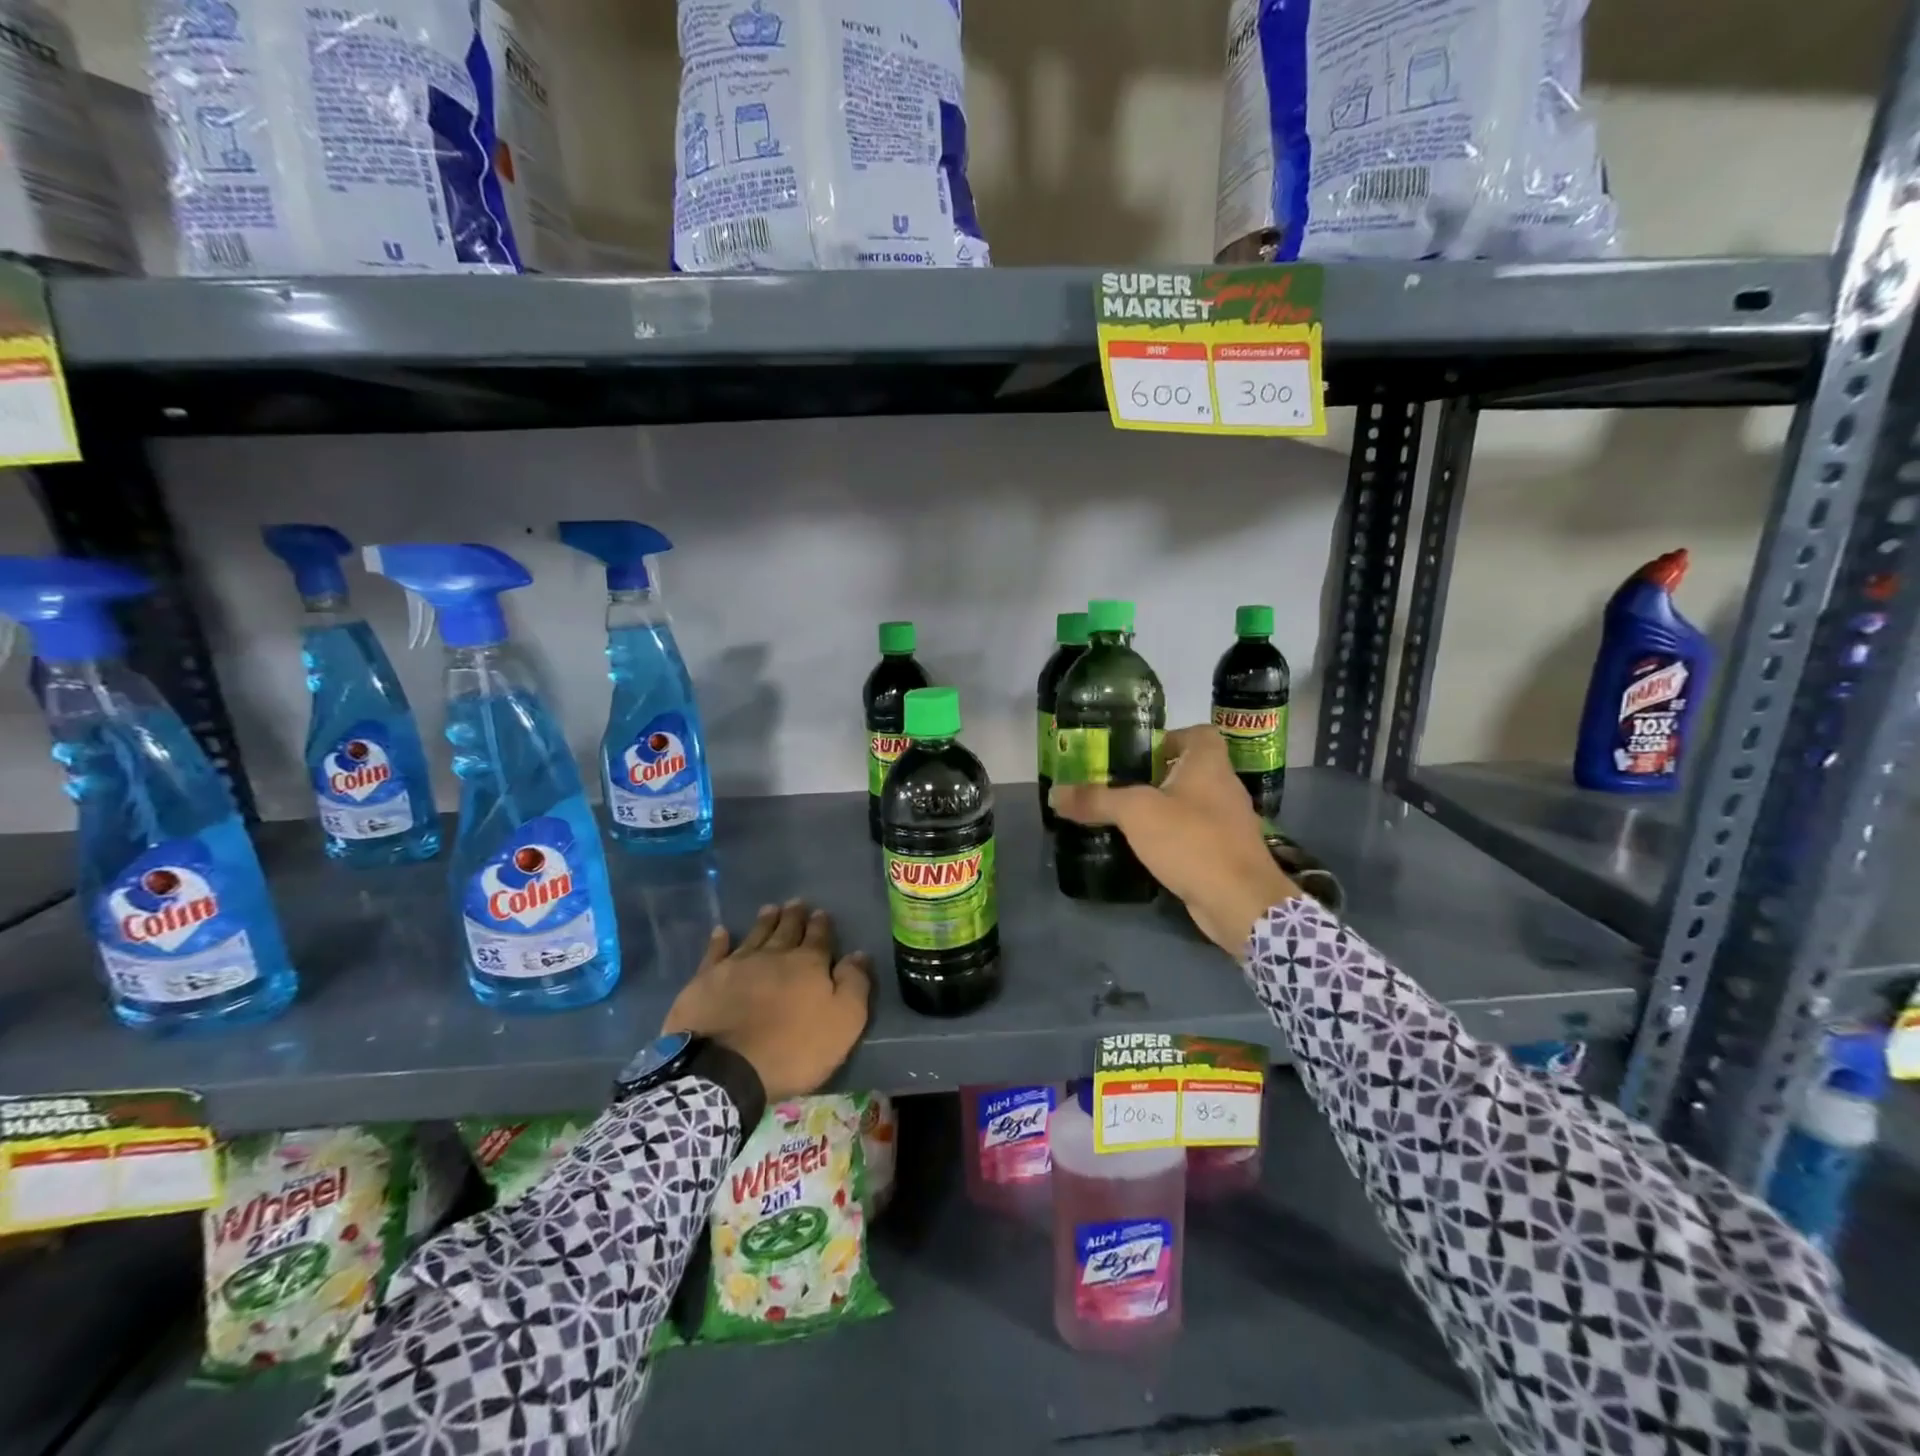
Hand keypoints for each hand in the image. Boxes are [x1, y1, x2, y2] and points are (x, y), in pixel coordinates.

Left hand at [662, 899, 873, 1100]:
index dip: (821, 925)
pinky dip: (719, 941)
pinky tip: (720, 932)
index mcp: (807, 964)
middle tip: (796, 902)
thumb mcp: (843, 1022)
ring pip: (755, 935)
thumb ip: (854, 985)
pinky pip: (714, 953)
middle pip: (786, 930)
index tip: (821, 912)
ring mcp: (737, 965)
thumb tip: (859, 954)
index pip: (818, 938)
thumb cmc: (793, 1049)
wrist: (726, 1069)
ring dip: (764, 922)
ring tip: (770, 909)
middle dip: (793, 916)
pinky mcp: (706, 980)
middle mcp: (773, 955)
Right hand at [1050, 725, 1299, 953]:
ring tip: (1128, 818)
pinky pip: (1197, 834)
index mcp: (1209, 764)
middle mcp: (1224, 787)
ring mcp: (1230, 823)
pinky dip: (1176, 837)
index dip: (1170, 737)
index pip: (1198, 733)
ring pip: (1194, 804)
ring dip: (1166, 808)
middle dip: (1158, 775)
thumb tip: (1055, 793)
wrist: (1240, 901)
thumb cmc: (1191, 840)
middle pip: (1192, 769)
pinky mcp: (1228, 854)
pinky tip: (1150, 850)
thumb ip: (1096, 800)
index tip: (1138, 753)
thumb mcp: (1136, 813)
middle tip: (1120, 785)